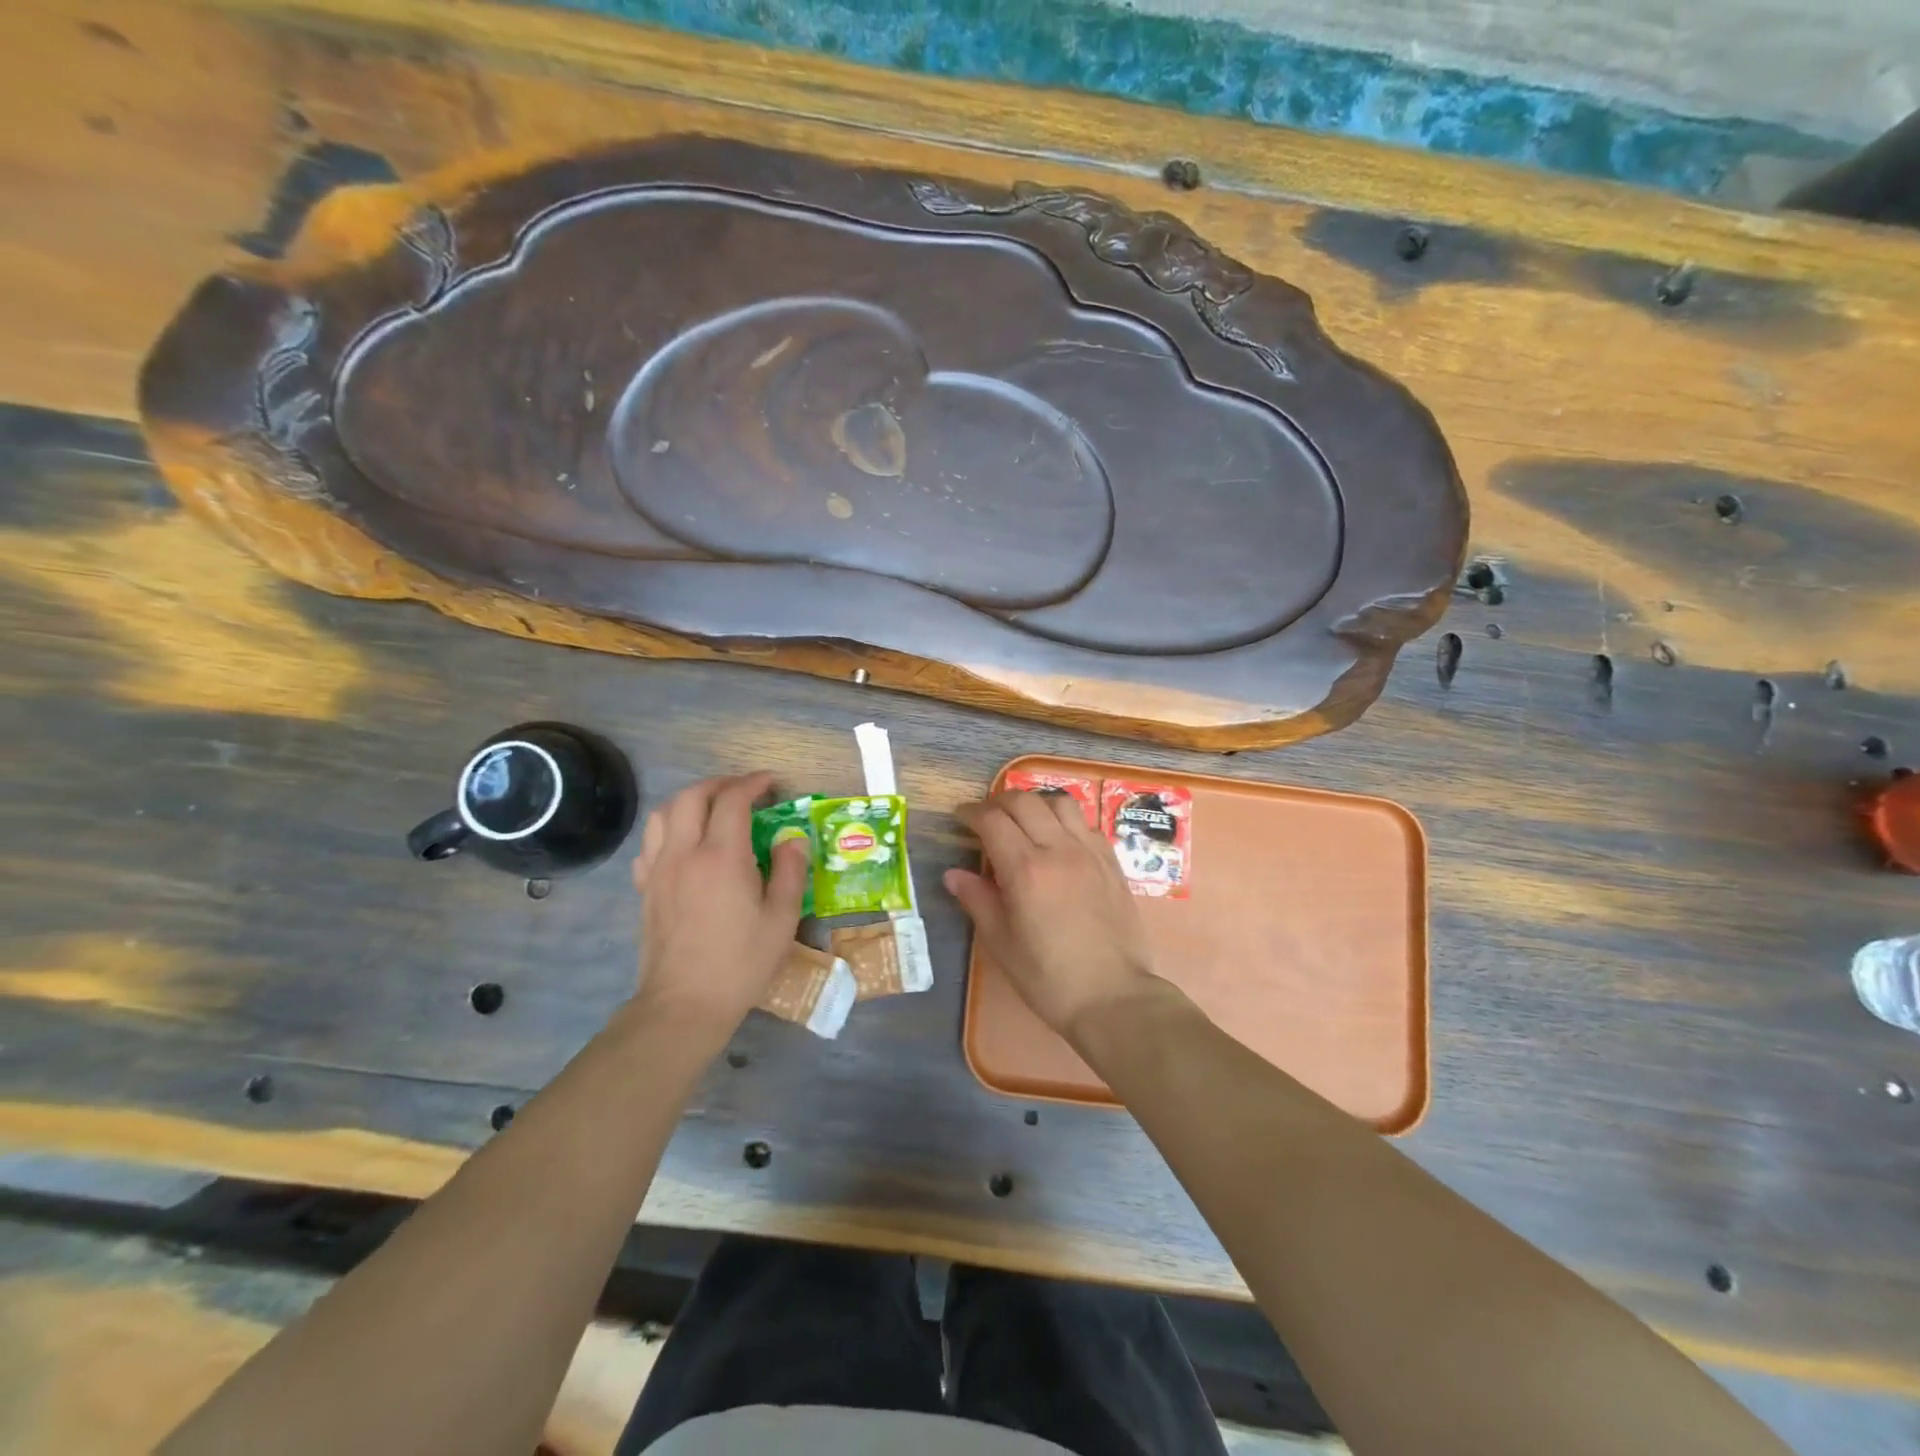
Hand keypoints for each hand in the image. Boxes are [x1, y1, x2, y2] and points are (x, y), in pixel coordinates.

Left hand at [629, 772, 808, 1039]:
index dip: (753, 783)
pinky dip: (668, 830)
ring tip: (713, 808)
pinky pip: (650, 844)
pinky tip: (685, 845)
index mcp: (722, 857)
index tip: (772, 782)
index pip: (733, 799)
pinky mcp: (645, 889)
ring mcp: (658, 870)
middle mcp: (684, 853)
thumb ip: (789, 871)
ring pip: (663, 814)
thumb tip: (793, 840)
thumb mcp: (780, 919)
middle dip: (720, 783)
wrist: (684, 1004)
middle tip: (745, 790)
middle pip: (692, 796)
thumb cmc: (740, 963)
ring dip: (690, 800)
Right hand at [946, 791, 1158, 1042]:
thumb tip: (953, 874)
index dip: (971, 813)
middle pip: (1024, 801)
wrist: (1113, 997)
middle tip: (985, 818)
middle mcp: (1059, 849)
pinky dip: (1064, 820)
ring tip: (1023, 821)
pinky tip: (1058, 840)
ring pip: (1060, 802)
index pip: (992, 820)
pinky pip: (1085, 823)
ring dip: (1035, 804)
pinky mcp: (1112, 862)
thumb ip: (977, 900)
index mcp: (1026, 869)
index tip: (960, 817)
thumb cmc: (1048, 978)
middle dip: (998, 802)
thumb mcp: (1001, 943)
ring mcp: (1090, 852)